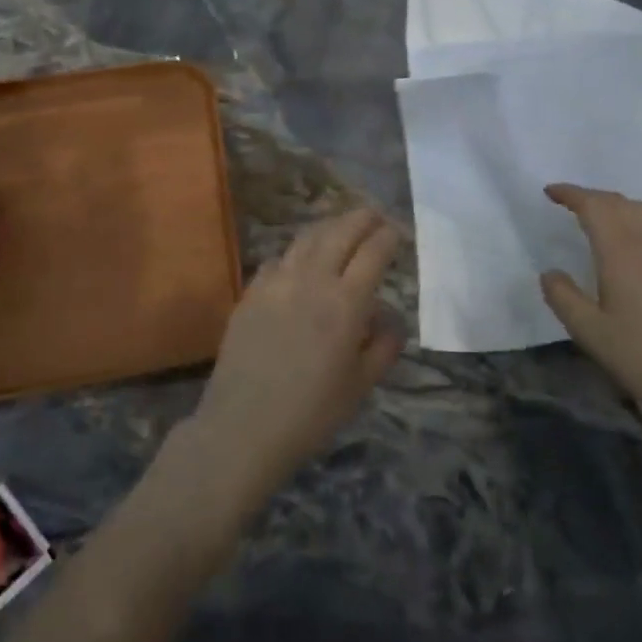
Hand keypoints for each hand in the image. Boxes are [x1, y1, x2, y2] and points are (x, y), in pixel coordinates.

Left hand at [188, 209, 402, 502]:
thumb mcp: (362, 385)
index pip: (374, 252)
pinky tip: (301, 262)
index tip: (398, 232)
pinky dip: (298, 252)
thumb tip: (389, 317)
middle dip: (362, 218)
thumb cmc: (311, 413)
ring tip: (342, 228)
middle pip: (341, 232)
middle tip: (375, 215)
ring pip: (307, 237)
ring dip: (330, 227)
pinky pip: (278, 258)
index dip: (389, 236)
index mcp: (346, 303)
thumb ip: (384, 345)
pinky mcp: (251, 291)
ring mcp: (276, 281)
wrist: (243, 426)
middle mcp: (312, 280)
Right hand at [539, 184, 641, 426]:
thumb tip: (550, 273)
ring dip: (618, 206)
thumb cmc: (641, 357)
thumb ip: (563, 297)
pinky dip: (637, 223)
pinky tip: (631, 249)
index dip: (572, 194)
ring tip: (600, 218)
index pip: (595, 207)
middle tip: (569, 203)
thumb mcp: (589, 332)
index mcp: (623, 253)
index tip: (550, 192)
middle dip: (592, 197)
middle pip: (621, 203)